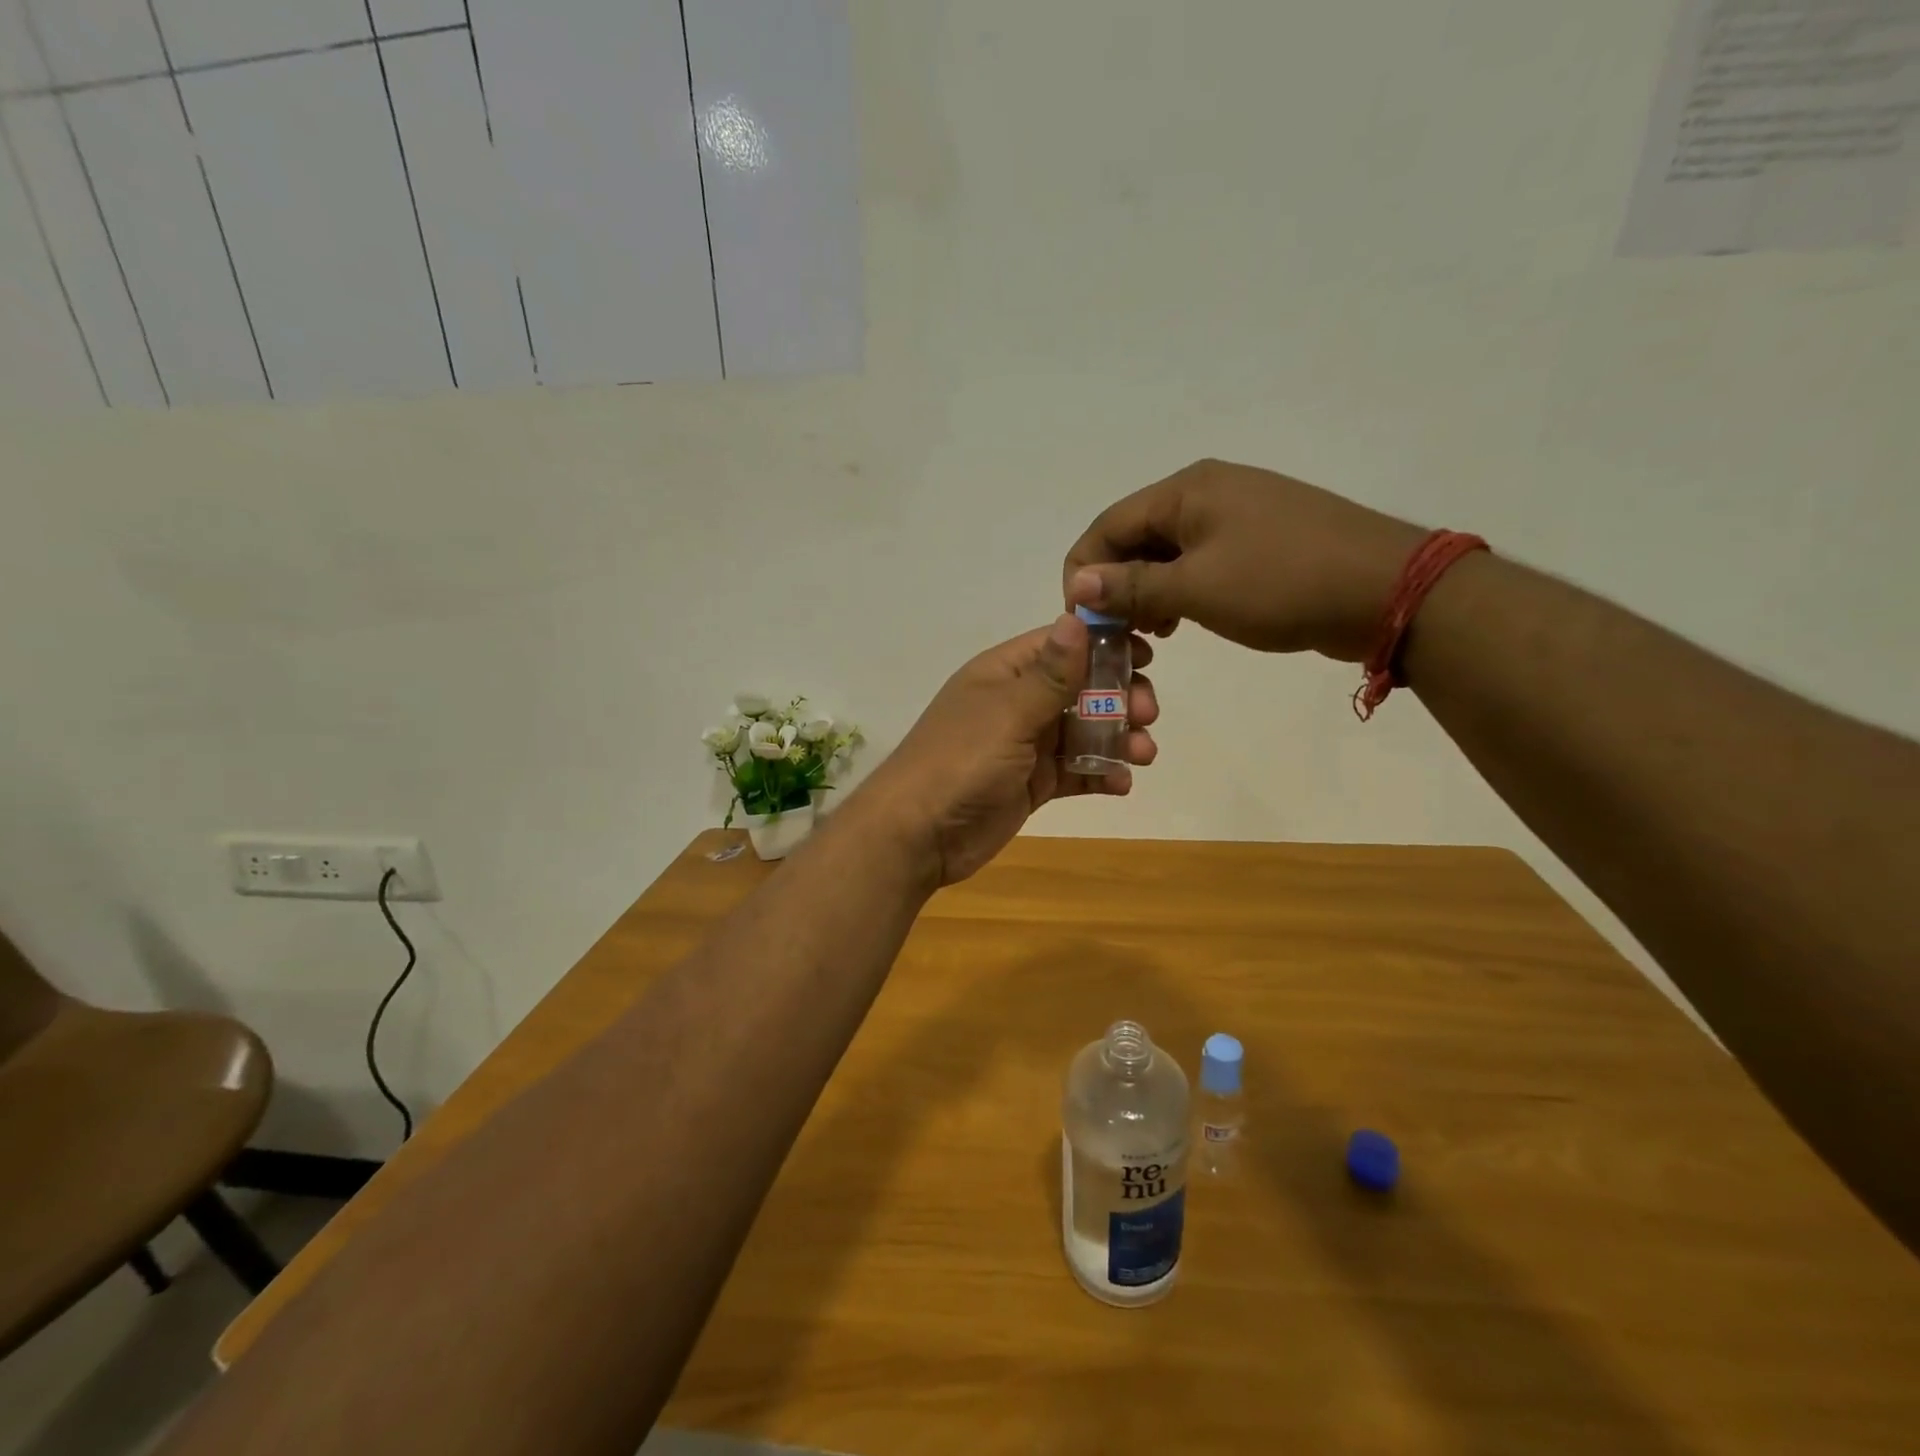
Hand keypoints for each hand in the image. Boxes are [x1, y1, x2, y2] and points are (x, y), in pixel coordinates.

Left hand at [858, 615, 1158, 885]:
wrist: (919, 835)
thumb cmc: (961, 762)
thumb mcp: (1009, 713)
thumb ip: (1049, 673)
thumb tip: (1076, 616)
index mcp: (1004, 674)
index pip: (1060, 645)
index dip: (1104, 646)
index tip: (1147, 655)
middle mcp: (1016, 703)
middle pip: (1079, 689)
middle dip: (1118, 697)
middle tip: (1147, 714)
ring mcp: (1024, 746)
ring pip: (1082, 731)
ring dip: (1117, 738)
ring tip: (1142, 754)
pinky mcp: (1031, 784)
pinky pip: (1074, 771)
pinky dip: (1100, 774)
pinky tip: (1121, 783)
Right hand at [1063, 459, 1426, 661]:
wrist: (1386, 590)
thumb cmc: (1281, 583)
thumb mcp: (1197, 588)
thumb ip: (1132, 585)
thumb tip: (1078, 582)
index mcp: (1186, 490)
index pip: (1108, 525)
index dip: (1084, 571)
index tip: (1080, 619)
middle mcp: (1206, 491)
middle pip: (1135, 537)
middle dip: (1117, 585)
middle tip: (1116, 633)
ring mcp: (1236, 514)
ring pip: (1167, 552)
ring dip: (1147, 592)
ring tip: (1150, 633)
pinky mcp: (1258, 540)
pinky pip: (1199, 561)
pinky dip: (1179, 591)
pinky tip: (1181, 621)